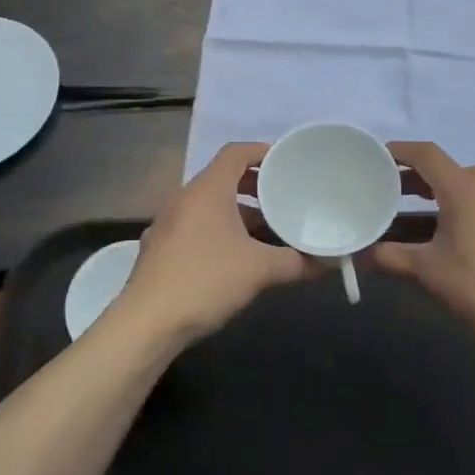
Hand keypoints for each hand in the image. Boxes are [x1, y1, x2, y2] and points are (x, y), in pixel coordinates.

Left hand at [110, 143, 310, 346]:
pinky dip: (220, 232)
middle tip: (283, 198)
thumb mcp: (259, 270)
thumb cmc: (205, 281)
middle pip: (223, 178)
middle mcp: (185, 198)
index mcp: (207, 189)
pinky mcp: (161, 248)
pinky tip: (237, 259)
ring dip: (239, 214)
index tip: (286, 162)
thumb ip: (296, 262)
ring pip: (211, 206)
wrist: (146, 323)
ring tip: (268, 233)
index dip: (262, 151)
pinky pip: (197, 227)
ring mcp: (169, 223)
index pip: (235, 152)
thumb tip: (327, 263)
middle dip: (255, 187)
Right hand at [371, 142, 474, 344]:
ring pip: (472, 188)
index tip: (379, 157)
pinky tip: (464, 238)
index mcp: (463, 187)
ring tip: (425, 218)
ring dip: (445, 196)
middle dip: (418, 179)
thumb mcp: (428, 271)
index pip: (426, 154)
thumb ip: (390, 257)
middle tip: (394, 194)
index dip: (400, 151)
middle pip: (447, 170)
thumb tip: (359, 256)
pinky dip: (471, 210)